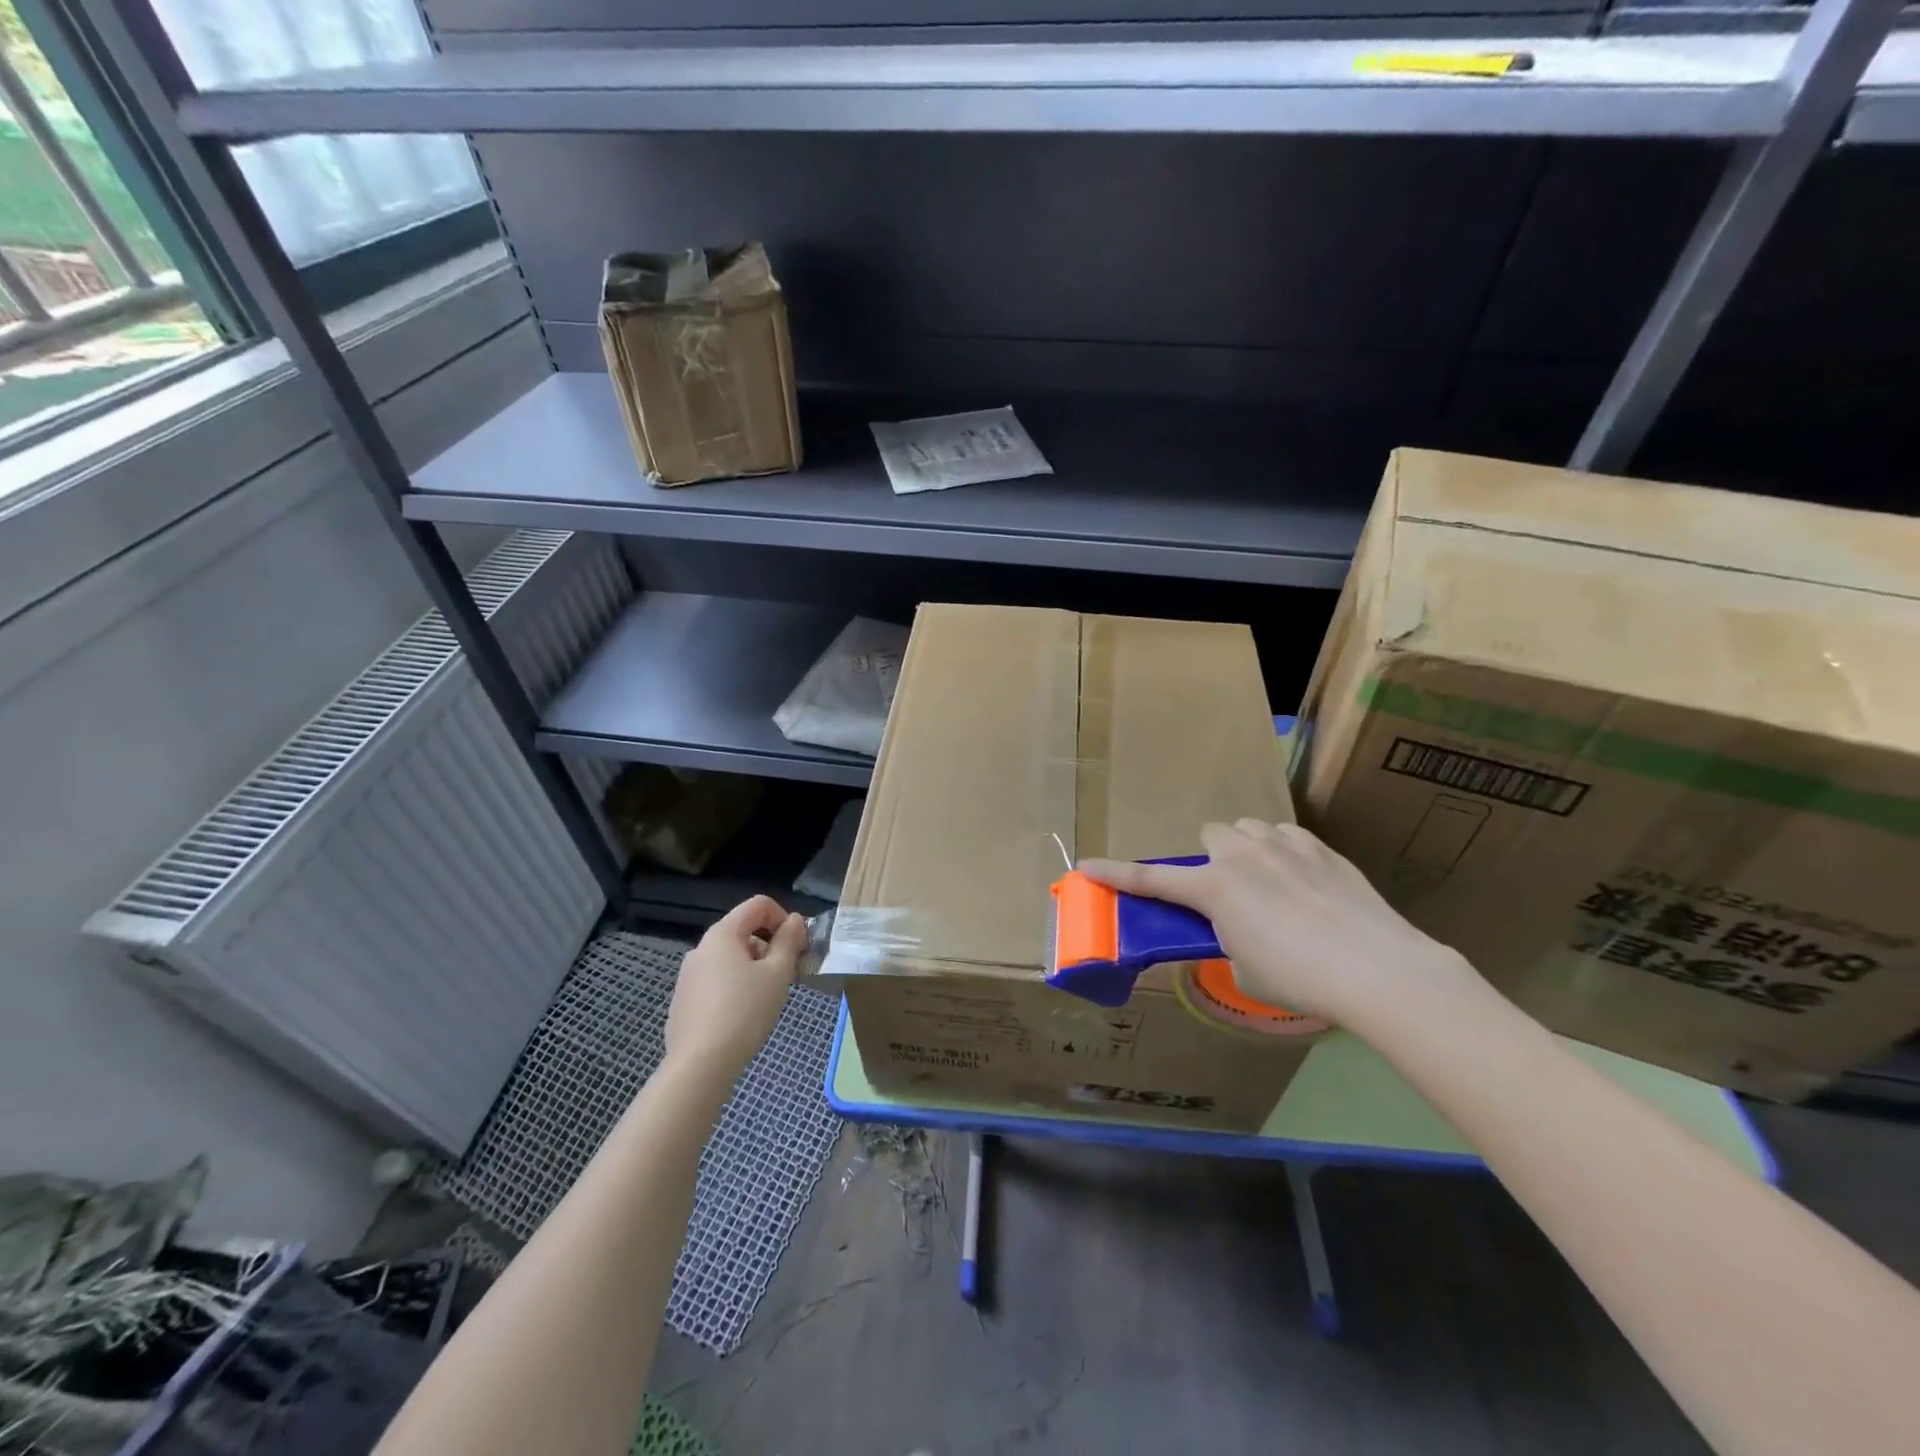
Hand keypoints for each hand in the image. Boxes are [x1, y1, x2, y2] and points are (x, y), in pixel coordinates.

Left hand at [665, 896, 807, 1080]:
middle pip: (744, 931)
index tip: (797, 947)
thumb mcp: (777, 973)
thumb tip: (795, 920)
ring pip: (731, 958)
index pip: (759, 904)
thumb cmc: (745, 1011)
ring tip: (767, 999)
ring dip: (755, 968)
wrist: (700, 1065)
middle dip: (771, 946)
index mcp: (722, 934)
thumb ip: (789, 941)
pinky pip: (717, 981)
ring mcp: (688, 975)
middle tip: (787, 976)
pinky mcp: (684, 1001)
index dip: (784, 918)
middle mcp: (701, 948)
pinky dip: (736, 986)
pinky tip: (743, 1016)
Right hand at [1079, 821, 1479, 1032]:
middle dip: (1213, 860)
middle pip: (1210, 836)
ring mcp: (1284, 845)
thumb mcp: (1245, 967)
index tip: (1086, 866)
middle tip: (1229, 894)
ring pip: (1249, 829)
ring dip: (1248, 850)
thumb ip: (1227, 937)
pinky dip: (1283, 852)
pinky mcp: (1321, 848)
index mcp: (1215, 888)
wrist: (1378, 969)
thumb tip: (1235, 926)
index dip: (1115, 874)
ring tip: (1270, 882)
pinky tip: (1304, 881)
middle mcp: (1242, 855)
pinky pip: (1287, 836)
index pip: (1151, 879)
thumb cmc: (1300, 979)